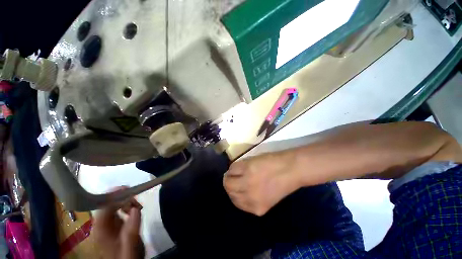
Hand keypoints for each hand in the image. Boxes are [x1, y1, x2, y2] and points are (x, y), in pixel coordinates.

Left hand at [93, 188, 144, 258]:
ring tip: (137, 206)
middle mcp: (100, 225)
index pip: (103, 208)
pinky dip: (126, 205)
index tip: (127, 188)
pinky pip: (117, 209)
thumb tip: (136, 209)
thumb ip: (132, 229)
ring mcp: (106, 224)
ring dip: (125, 201)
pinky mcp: (112, 223)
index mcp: (101, 230)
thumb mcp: (131, 245)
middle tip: (137, 199)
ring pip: (112, 205)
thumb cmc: (127, 255)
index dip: (113, 196)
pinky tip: (134, 209)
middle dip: (122, 198)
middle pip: (107, 204)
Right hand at [223, 152, 300, 215]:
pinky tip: (240, 165)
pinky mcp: (246, 168)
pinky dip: (234, 166)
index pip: (235, 201)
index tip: (235, 185)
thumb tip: (237, 187)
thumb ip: (251, 196)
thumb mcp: (267, 197)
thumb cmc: (282, 182)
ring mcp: (247, 182)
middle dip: (229, 183)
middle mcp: (249, 197)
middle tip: (232, 176)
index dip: (234, 192)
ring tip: (236, 170)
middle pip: (229, 191)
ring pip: (227, 180)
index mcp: (256, 208)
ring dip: (229, 174)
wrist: (291, 169)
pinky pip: (232, 168)